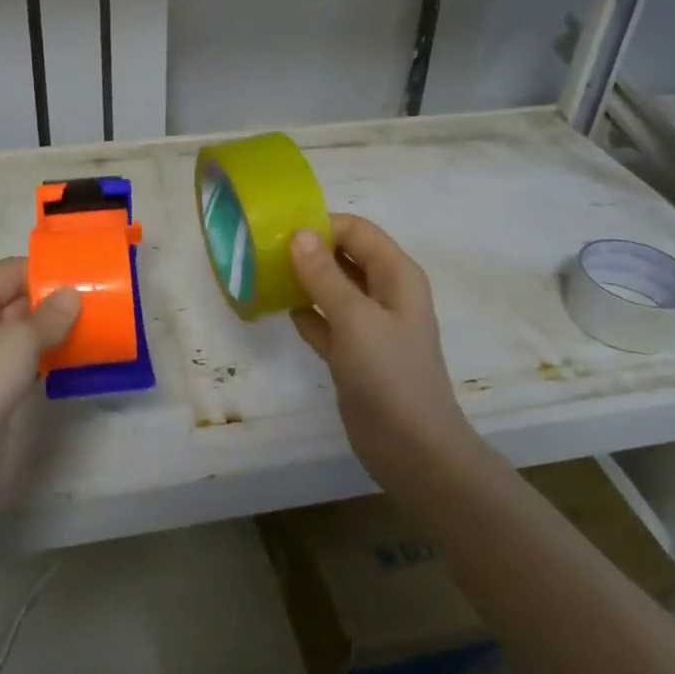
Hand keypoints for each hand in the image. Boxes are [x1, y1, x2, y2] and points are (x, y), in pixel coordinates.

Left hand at [0, 258, 79, 514]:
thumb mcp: (17, 341)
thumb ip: (50, 316)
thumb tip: (73, 295)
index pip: (10, 271)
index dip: (46, 270)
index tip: (86, 274)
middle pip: (18, 301)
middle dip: (56, 301)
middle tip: (100, 300)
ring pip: (24, 335)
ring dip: (56, 332)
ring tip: (98, 325)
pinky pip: (27, 363)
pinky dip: (50, 359)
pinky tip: (79, 358)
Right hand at [287, 214, 467, 487]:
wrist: (412, 449)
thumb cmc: (389, 374)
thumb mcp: (355, 318)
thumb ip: (324, 274)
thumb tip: (299, 233)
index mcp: (396, 275)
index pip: (357, 231)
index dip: (322, 224)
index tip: (278, 228)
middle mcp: (384, 293)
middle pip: (344, 256)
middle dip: (308, 250)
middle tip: (263, 250)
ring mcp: (369, 325)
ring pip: (332, 288)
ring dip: (303, 280)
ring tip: (262, 274)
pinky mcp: (353, 353)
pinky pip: (325, 320)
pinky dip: (305, 313)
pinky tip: (277, 309)